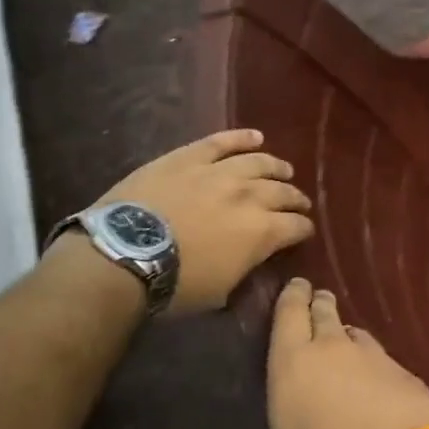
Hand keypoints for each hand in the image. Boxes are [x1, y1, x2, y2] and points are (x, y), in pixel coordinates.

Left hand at [93, 129, 312, 314]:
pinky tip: (255, 136)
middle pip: (283, 192)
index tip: (304, 231)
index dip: (303, 229)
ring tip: (284, 169)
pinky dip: (241, 137)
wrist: (125, 254)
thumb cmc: (174, 284)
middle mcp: (250, 195)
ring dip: (276, 167)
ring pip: (259, 163)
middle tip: (298, 203)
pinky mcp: (190, 157)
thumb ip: (244, 268)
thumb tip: (252, 258)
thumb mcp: (220, 291)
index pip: (296, 226)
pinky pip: (222, 141)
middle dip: (295, 199)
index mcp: (262, 231)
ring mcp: (220, 172)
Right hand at [258, 278, 428, 428]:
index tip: (295, 286)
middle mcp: (333, 348)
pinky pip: (383, 361)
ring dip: (347, 336)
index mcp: (292, 363)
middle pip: (324, 312)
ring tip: (344, 345)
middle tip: (317, 301)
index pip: (289, 313)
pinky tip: (376, 385)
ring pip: (356, 334)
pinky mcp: (407, 373)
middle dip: (319, 304)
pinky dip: (375, 367)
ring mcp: (375, 357)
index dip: (291, 297)